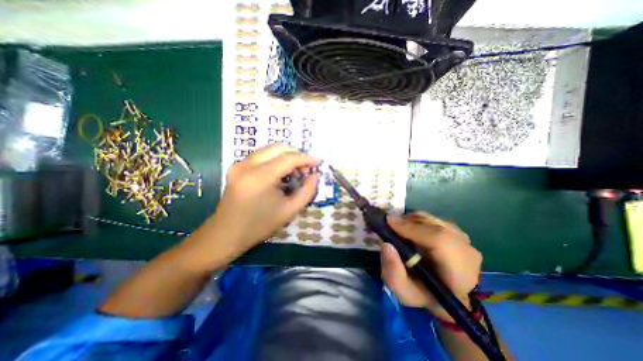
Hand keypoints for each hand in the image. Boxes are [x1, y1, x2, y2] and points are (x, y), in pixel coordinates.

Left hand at [206, 146, 317, 257]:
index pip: (288, 158)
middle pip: (278, 148)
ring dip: (286, 156)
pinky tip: (281, 173)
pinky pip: (261, 155)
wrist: (226, 234)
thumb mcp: (289, 211)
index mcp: (260, 177)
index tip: (318, 162)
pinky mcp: (236, 167)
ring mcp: (239, 164)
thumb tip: (315, 175)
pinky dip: (275, 159)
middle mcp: (247, 165)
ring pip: (269, 149)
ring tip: (294, 172)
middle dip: (296, 154)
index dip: (306, 158)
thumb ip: (307, 191)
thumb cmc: (259, 226)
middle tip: (306, 169)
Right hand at [377, 211, 478, 320]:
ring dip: (411, 221)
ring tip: (398, 229)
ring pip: (432, 220)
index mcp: (458, 273)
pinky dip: (417, 221)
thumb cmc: (425, 295)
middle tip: (389, 225)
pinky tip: (410, 230)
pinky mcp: (457, 231)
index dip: (412, 228)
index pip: (439, 240)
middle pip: (433, 225)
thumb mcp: (404, 293)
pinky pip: (433, 219)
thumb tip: (386, 245)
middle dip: (407, 222)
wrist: (446, 295)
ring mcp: (464, 239)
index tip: (388, 222)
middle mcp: (466, 251)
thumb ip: (393, 273)